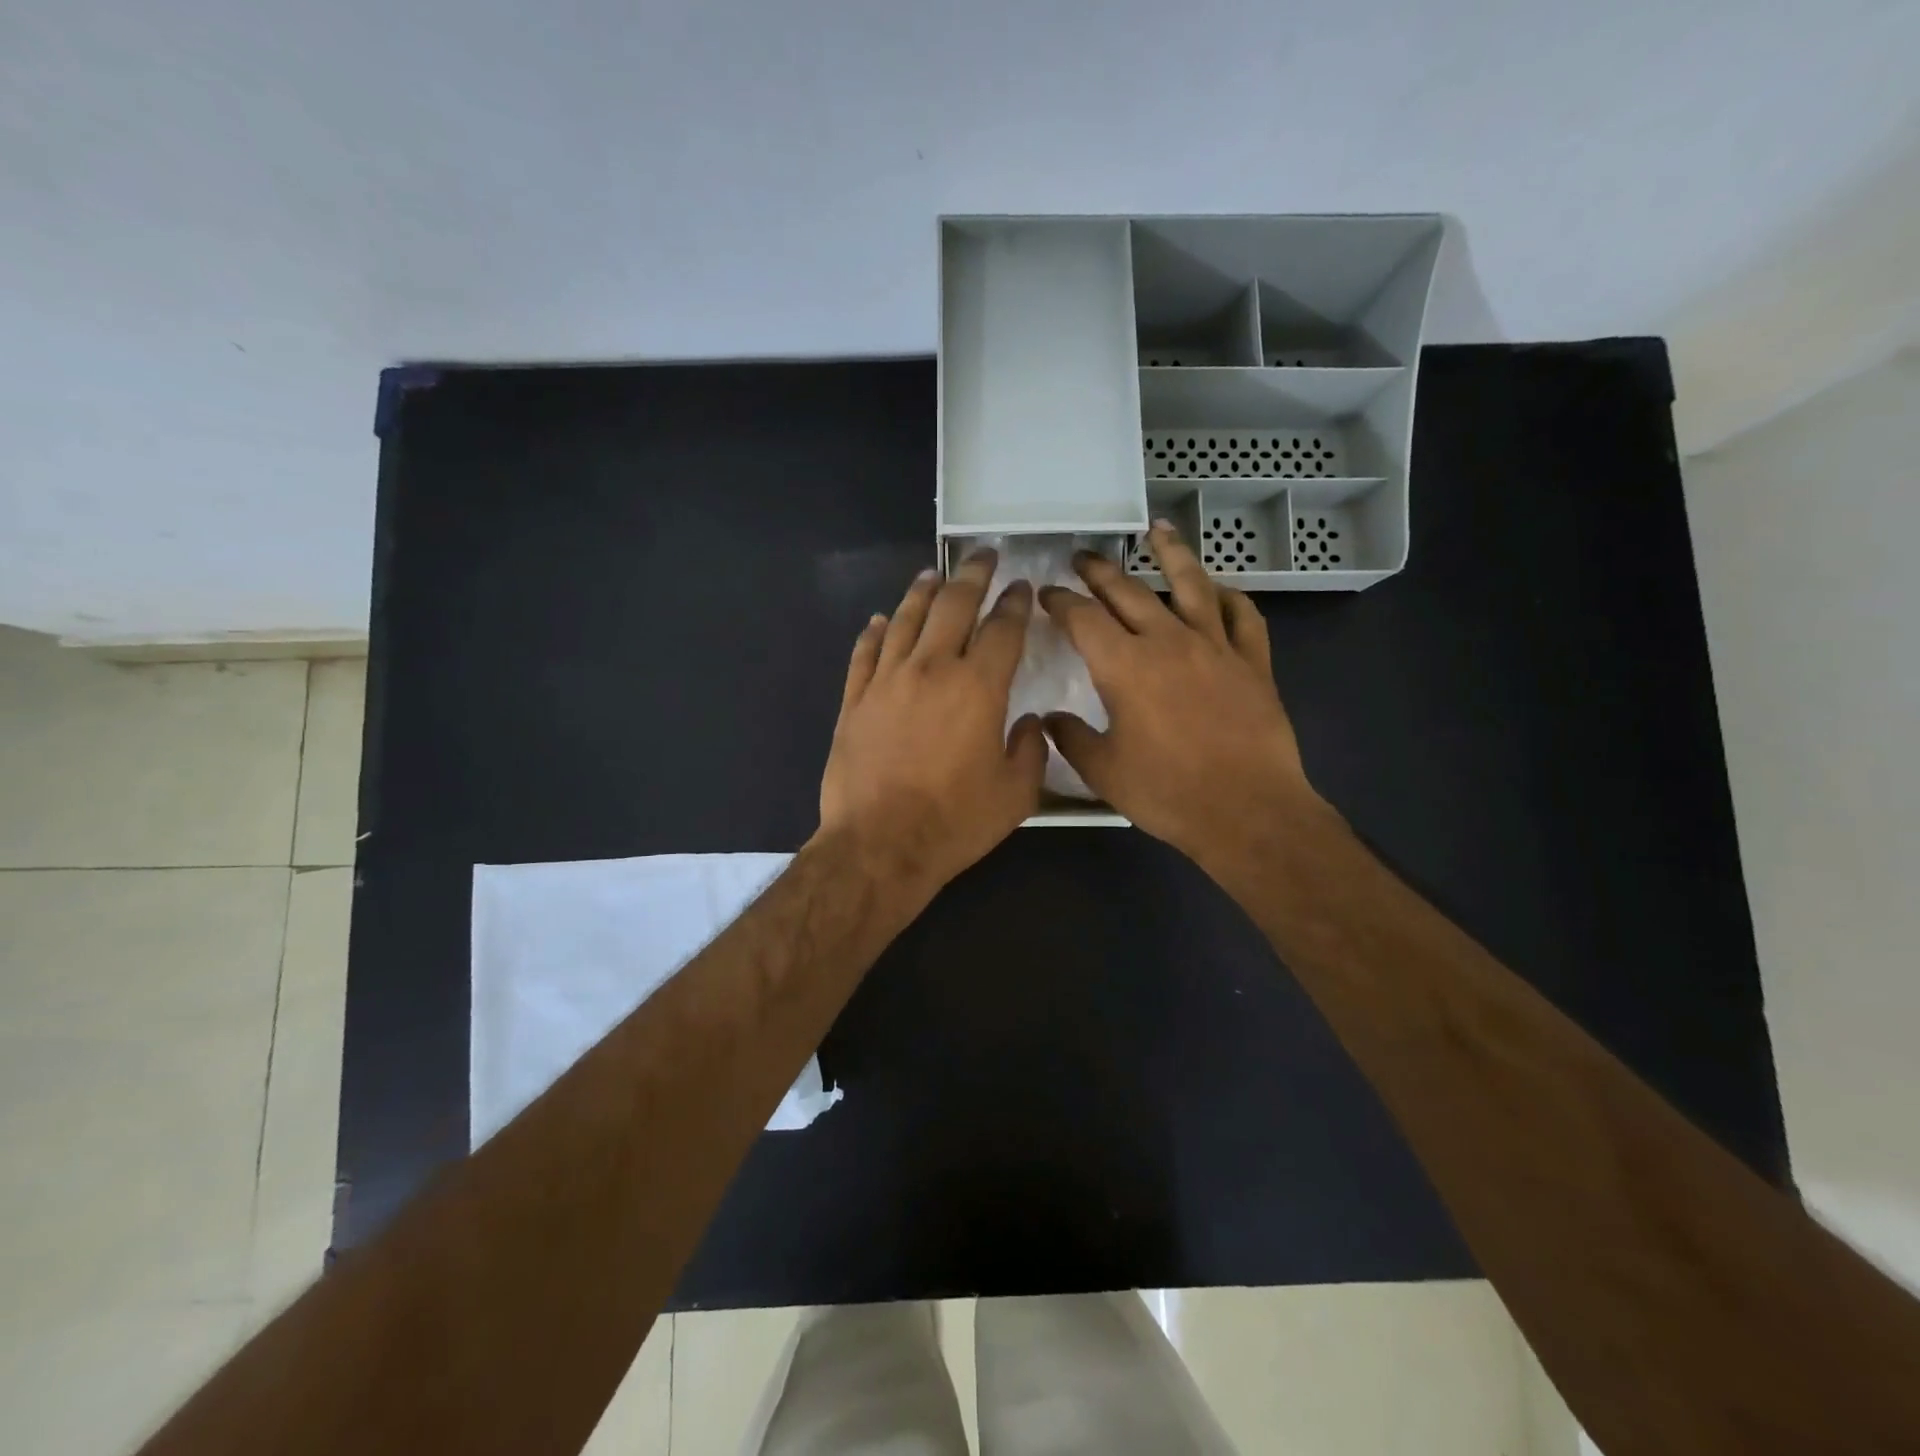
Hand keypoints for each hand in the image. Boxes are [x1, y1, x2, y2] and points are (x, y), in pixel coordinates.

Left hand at [818, 550, 1046, 897]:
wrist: (880, 844)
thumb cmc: (955, 822)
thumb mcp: (1016, 794)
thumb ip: (1031, 750)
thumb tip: (1030, 722)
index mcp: (978, 687)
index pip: (1002, 629)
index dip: (1015, 603)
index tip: (1021, 587)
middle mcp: (932, 669)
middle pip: (953, 607)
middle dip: (972, 576)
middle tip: (982, 556)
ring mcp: (887, 681)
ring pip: (905, 620)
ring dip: (922, 592)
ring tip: (934, 574)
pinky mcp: (854, 700)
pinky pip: (865, 653)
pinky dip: (875, 631)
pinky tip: (880, 620)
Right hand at [1039, 522, 1326, 865]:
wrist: (1247, 810)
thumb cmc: (1167, 792)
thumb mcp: (1103, 772)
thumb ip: (1071, 739)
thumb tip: (1050, 719)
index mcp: (1124, 666)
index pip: (1083, 618)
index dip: (1060, 601)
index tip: (1047, 593)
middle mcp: (1168, 642)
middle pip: (1128, 592)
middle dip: (1100, 571)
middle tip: (1083, 557)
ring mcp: (1216, 647)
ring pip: (1191, 585)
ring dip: (1171, 554)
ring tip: (1157, 531)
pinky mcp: (1253, 663)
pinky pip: (1243, 617)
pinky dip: (1230, 598)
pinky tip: (1220, 591)